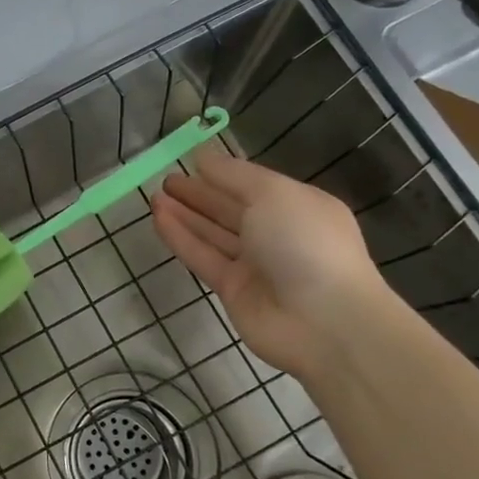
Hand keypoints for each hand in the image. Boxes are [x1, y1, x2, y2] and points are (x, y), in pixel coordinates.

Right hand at [149, 152, 386, 377]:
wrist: (325, 322)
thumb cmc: (305, 243)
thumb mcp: (273, 194)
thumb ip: (234, 175)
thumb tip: (203, 157)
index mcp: (297, 207)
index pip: (253, 185)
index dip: (222, 173)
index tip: (190, 161)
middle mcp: (277, 234)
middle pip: (230, 209)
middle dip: (199, 194)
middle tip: (166, 181)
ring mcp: (255, 265)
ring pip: (213, 233)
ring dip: (185, 214)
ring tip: (154, 196)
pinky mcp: (233, 290)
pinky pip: (202, 257)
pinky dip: (181, 238)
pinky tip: (158, 219)